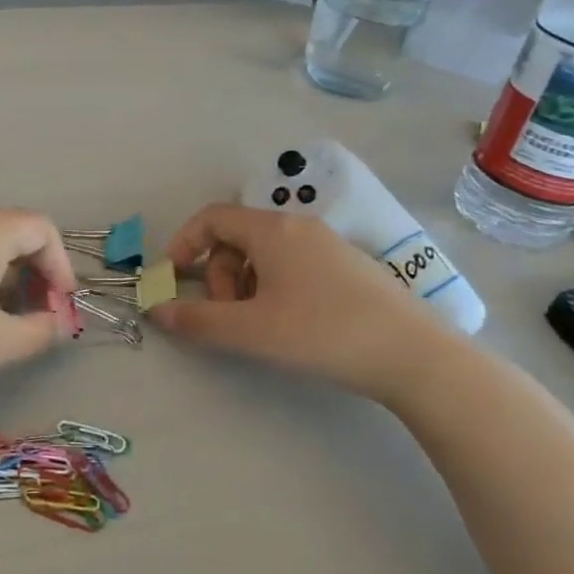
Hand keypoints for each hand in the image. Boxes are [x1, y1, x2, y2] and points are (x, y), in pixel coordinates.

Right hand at [147, 203, 449, 401]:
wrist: (416, 356)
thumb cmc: (323, 333)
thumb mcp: (252, 331)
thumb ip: (198, 320)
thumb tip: (157, 311)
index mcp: (272, 230)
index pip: (212, 217)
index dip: (184, 243)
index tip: (174, 278)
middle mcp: (299, 226)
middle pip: (237, 237)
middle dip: (218, 274)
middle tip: (227, 315)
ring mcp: (328, 244)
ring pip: (265, 253)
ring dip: (245, 284)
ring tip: (259, 325)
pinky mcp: (349, 267)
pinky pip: (293, 264)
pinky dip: (274, 287)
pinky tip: (291, 324)